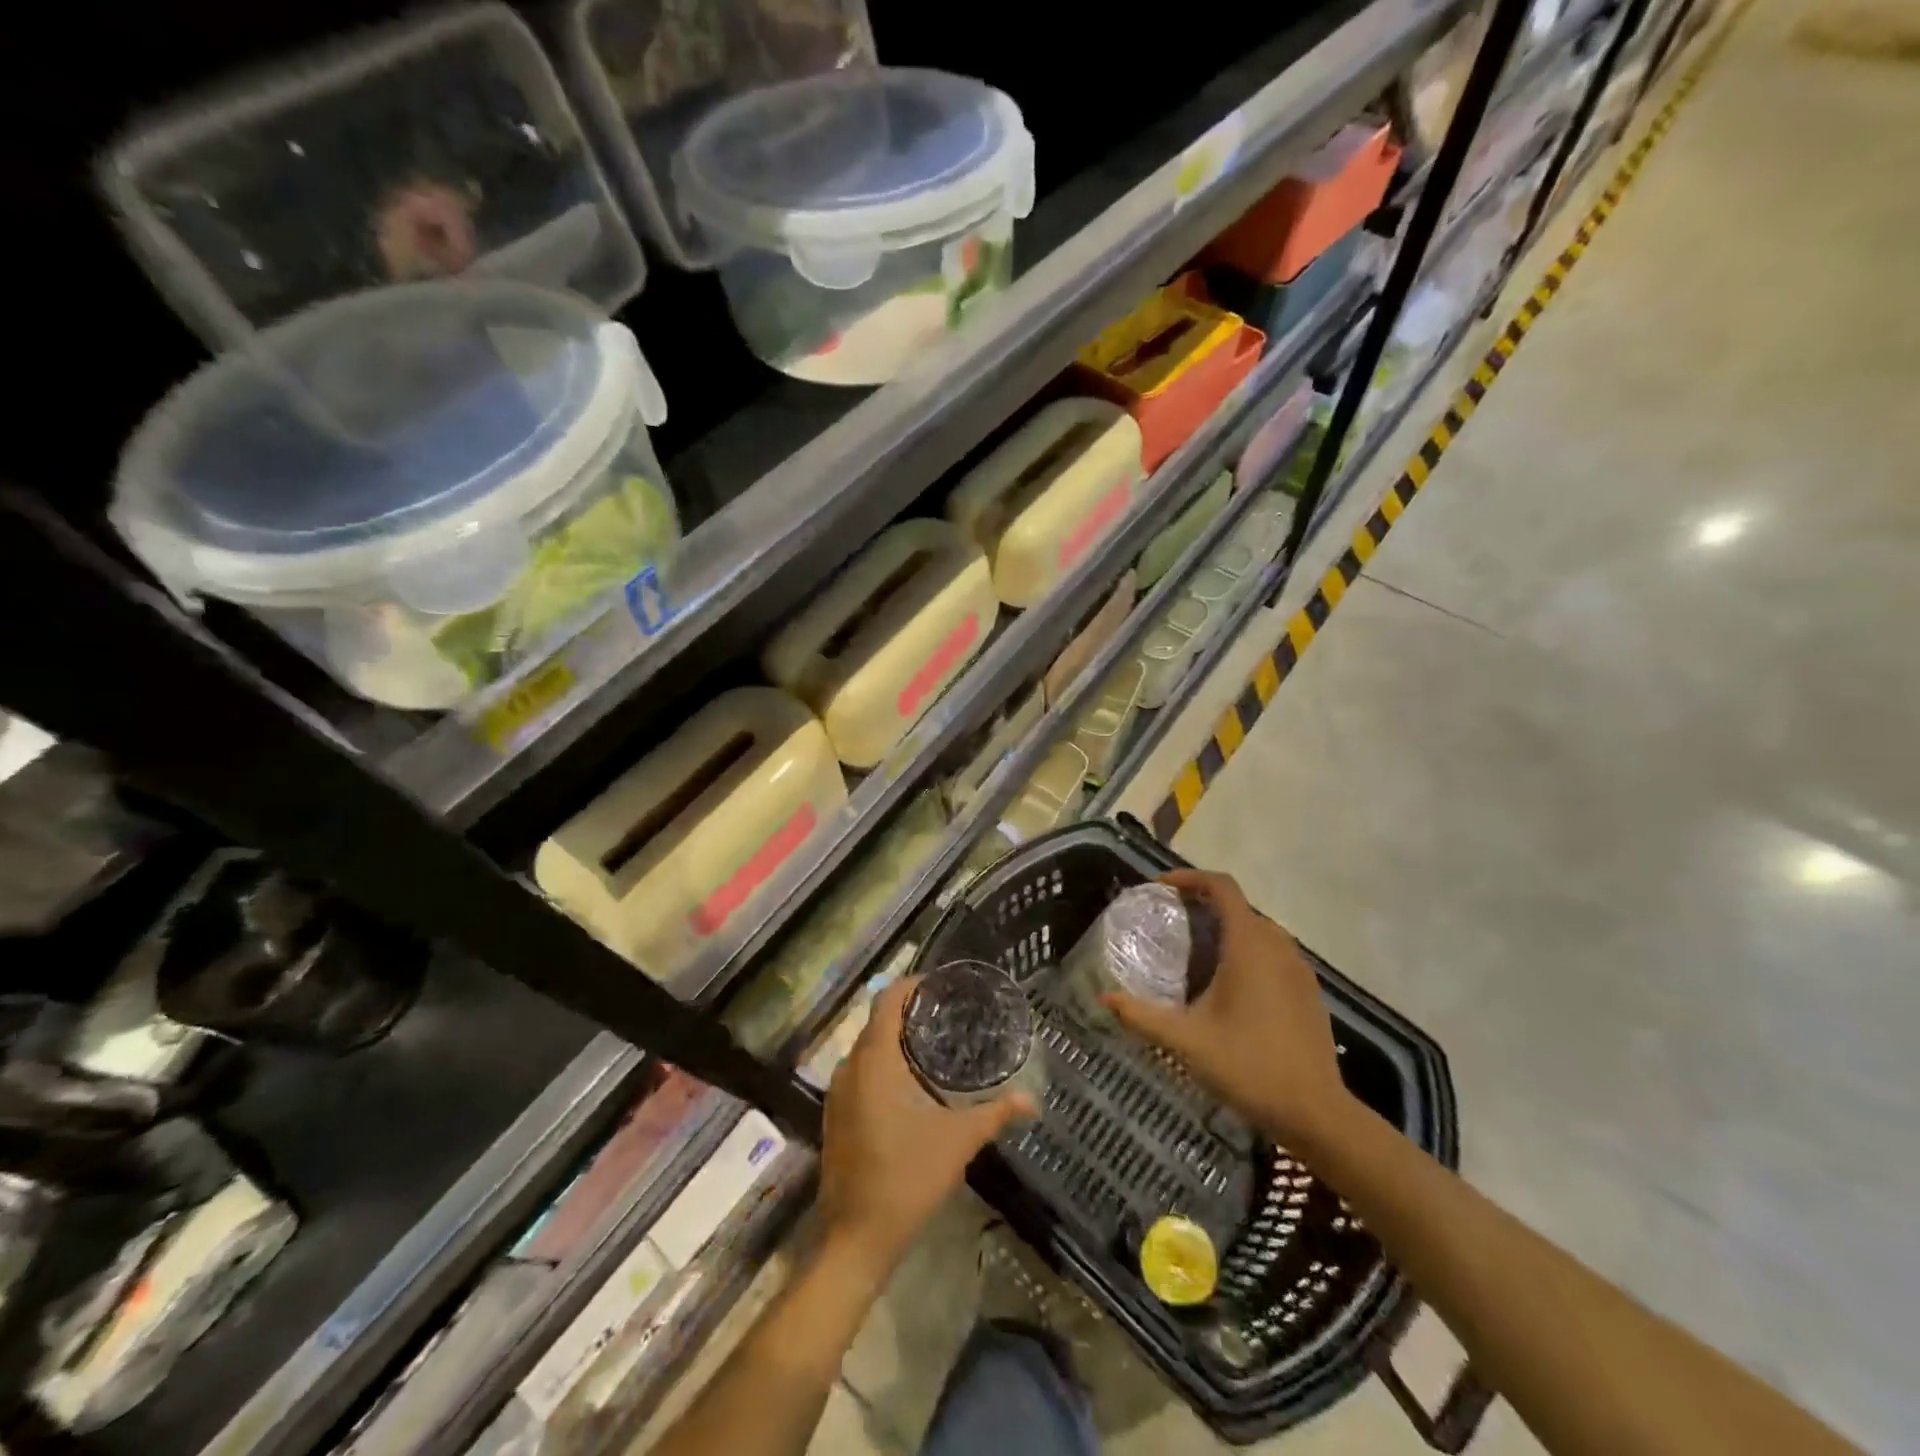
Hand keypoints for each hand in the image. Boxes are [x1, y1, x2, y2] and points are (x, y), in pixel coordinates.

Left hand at [817, 976, 1034, 1274]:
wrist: (855, 1238)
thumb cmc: (907, 1178)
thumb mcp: (958, 1141)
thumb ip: (996, 1114)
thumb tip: (1032, 1100)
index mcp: (875, 1061)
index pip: (887, 1000)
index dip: (911, 985)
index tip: (941, 984)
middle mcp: (850, 1067)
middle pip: (877, 1022)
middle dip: (909, 1012)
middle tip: (947, 1013)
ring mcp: (838, 1093)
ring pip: (867, 1049)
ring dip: (895, 1040)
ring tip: (934, 1043)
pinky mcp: (836, 1115)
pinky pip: (860, 1072)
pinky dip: (883, 1064)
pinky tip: (911, 1083)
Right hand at [1104, 870, 1354, 1148]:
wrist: (1317, 1114)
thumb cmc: (1249, 1067)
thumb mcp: (1187, 1042)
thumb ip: (1142, 1016)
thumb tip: (1105, 999)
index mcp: (1249, 946)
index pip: (1222, 887)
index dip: (1190, 877)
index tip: (1160, 887)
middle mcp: (1278, 947)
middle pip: (1239, 906)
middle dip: (1204, 903)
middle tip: (1171, 920)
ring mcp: (1299, 970)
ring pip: (1259, 929)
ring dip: (1227, 927)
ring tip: (1196, 950)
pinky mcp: (1309, 992)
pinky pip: (1275, 953)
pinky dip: (1248, 950)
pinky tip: (1230, 985)